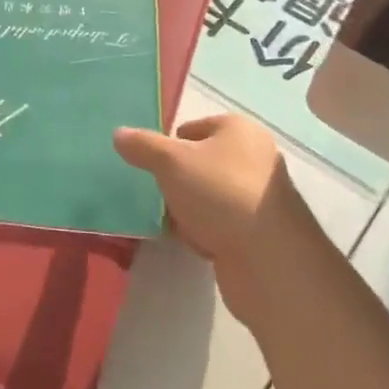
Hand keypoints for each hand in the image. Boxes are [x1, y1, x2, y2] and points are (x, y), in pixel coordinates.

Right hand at [113, 115, 308, 323]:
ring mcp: (257, 198)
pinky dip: (201, 230)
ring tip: (167, 218)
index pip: (193, 127)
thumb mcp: (171, 162)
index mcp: (239, 131)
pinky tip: (188, 240)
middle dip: (175, 178)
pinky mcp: (256, 232)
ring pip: (206, 195)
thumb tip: (118, 133)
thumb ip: (142, 146)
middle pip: (199, 162)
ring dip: (185, 206)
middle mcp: (253, 158)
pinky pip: (217, 223)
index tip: (150, 164)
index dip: (169, 144)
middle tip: (155, 191)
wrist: (270, 261)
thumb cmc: (221, 194)